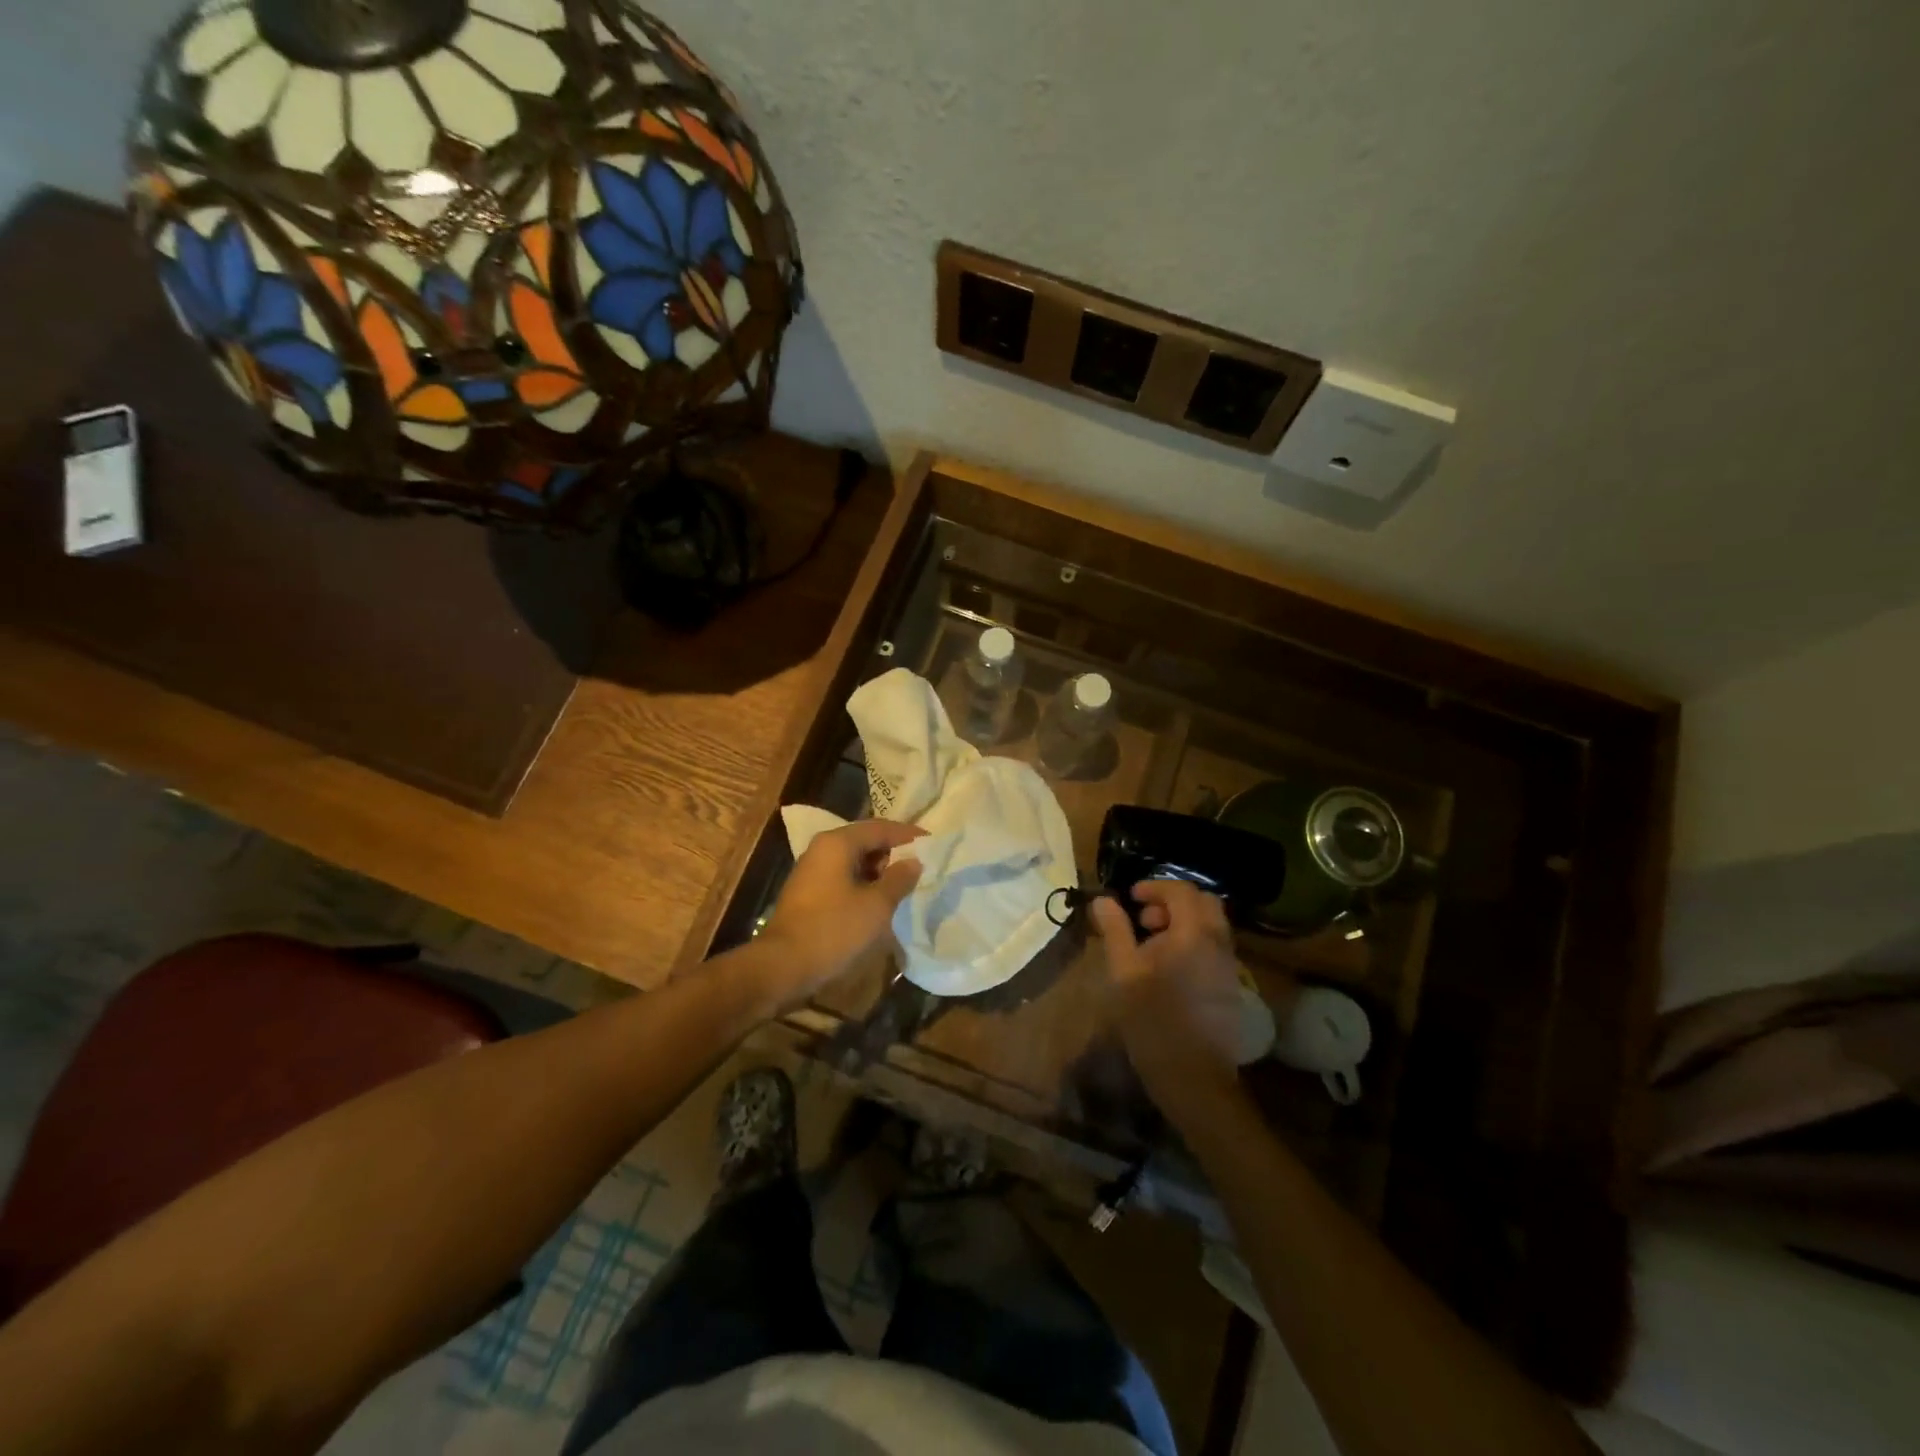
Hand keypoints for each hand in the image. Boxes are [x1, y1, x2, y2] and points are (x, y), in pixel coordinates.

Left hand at [756, 820, 924, 1010]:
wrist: (783, 967)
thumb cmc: (833, 929)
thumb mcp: (876, 905)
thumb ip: (899, 879)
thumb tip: (914, 861)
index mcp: (838, 843)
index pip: (881, 828)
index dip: (909, 836)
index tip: (934, 844)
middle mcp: (822, 849)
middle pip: (866, 841)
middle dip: (895, 852)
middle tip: (922, 866)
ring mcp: (812, 871)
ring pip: (854, 861)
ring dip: (880, 870)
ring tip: (906, 885)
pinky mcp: (809, 894)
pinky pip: (844, 878)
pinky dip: (865, 884)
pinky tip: (880, 901)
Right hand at [1090, 881, 1249, 1116]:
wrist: (1193, 1077)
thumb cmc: (1152, 1021)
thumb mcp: (1123, 972)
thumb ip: (1115, 930)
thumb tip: (1103, 900)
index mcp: (1193, 934)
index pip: (1181, 890)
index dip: (1155, 887)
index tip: (1130, 898)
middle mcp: (1219, 943)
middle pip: (1203, 902)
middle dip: (1172, 902)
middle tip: (1143, 920)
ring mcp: (1229, 965)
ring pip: (1211, 925)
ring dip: (1183, 922)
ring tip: (1151, 945)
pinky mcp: (1231, 985)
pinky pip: (1214, 946)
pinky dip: (1193, 941)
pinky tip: (1168, 968)